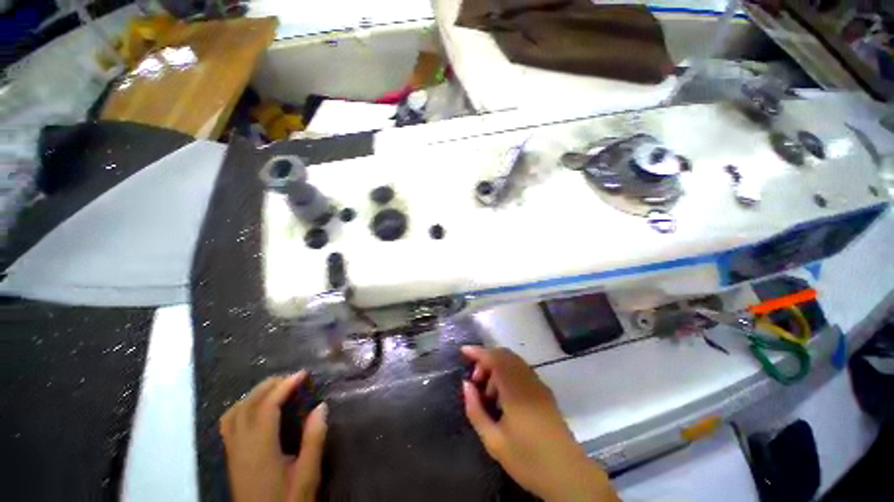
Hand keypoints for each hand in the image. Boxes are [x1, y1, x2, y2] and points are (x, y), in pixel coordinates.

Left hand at [220, 372, 327, 501]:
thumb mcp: (307, 475)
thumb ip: (313, 440)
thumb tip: (321, 406)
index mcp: (260, 449)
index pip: (267, 407)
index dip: (284, 386)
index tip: (302, 374)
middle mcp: (241, 446)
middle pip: (248, 405)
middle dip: (269, 385)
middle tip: (292, 378)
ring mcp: (233, 452)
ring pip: (234, 413)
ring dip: (254, 394)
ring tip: (275, 388)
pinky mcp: (232, 458)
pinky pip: (229, 423)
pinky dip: (242, 407)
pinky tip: (255, 408)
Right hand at [461, 346, 617, 501]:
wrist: (569, 475)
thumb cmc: (529, 460)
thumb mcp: (494, 442)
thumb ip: (476, 410)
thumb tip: (466, 385)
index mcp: (515, 390)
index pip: (494, 359)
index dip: (477, 352)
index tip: (463, 351)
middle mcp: (528, 381)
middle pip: (504, 355)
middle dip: (486, 360)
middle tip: (475, 380)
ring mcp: (539, 385)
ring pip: (514, 362)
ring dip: (497, 367)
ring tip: (488, 392)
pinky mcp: (545, 392)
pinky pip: (522, 371)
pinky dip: (508, 373)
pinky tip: (504, 395)